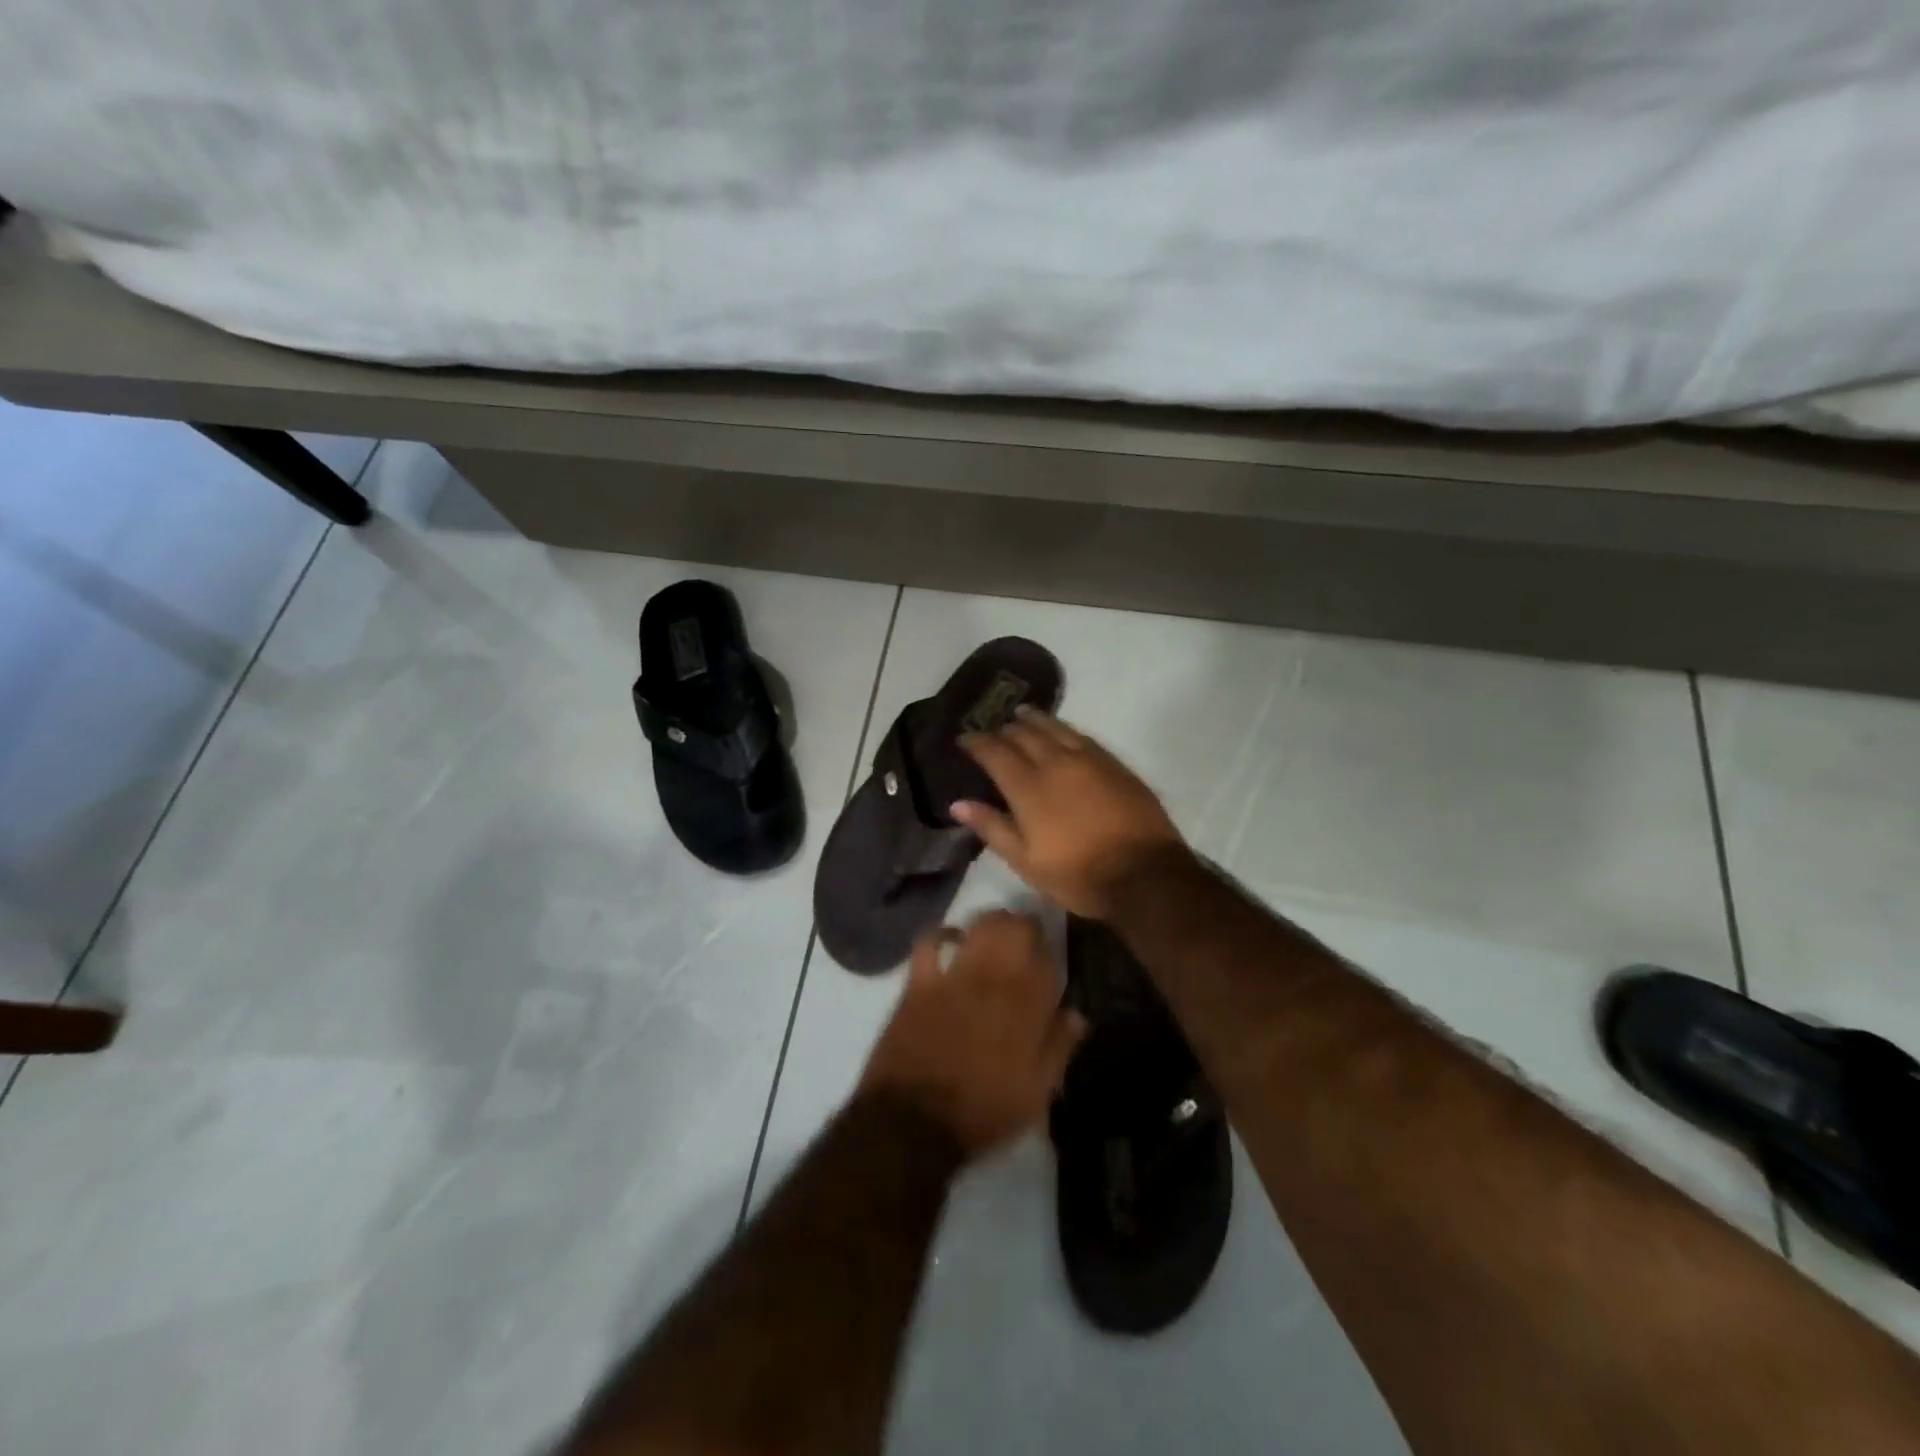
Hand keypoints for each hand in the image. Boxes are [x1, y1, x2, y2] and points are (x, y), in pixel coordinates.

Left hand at [859, 911, 1086, 1158]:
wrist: (915, 1122)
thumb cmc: (984, 1110)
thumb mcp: (1037, 1093)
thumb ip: (1060, 1047)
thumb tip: (1077, 1013)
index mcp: (1028, 1005)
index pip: (1048, 956)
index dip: (1049, 951)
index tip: (1048, 959)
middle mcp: (995, 978)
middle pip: (1015, 927)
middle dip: (1023, 925)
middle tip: (1024, 938)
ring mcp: (955, 974)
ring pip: (980, 924)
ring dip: (991, 923)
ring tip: (994, 933)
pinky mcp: (921, 980)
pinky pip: (931, 940)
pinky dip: (943, 934)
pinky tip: (951, 940)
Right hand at [952, 708, 1186, 918]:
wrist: (1144, 874)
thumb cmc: (1077, 875)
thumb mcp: (1026, 861)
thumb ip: (992, 827)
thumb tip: (958, 803)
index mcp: (1028, 787)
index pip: (995, 752)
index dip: (976, 742)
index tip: (964, 738)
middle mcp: (1056, 763)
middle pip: (1024, 734)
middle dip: (1004, 729)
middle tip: (993, 730)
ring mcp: (1089, 759)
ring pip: (1055, 727)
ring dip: (1034, 719)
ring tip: (1021, 715)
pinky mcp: (1114, 764)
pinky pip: (1081, 735)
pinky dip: (1063, 729)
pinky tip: (1061, 732)